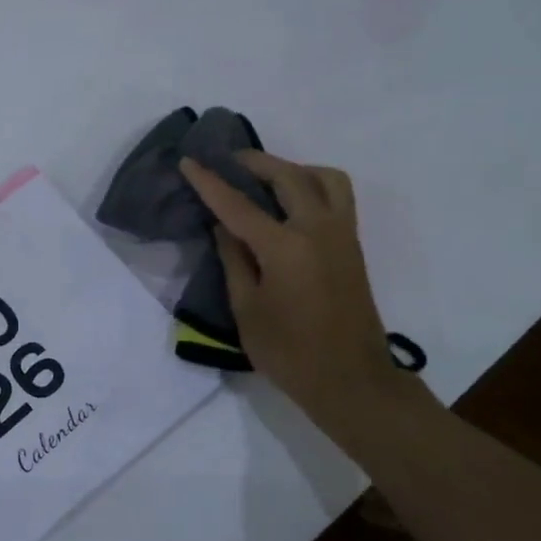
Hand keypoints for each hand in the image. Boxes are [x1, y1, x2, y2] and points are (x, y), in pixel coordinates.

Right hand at [180, 153, 418, 432]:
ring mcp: (342, 235)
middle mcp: (318, 230)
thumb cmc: (290, 352)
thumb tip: (223, 227)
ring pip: (324, 178)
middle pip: (288, 176)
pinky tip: (291, 203)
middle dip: (254, 162)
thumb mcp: (247, 310)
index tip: (188, 161)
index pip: (238, 205)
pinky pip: (337, 196)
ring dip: (293, 168)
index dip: (209, 182)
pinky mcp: (353, 246)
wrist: (352, 381)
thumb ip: (234, 260)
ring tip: (267, 178)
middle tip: (228, 160)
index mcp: (285, 248)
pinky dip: (313, 184)